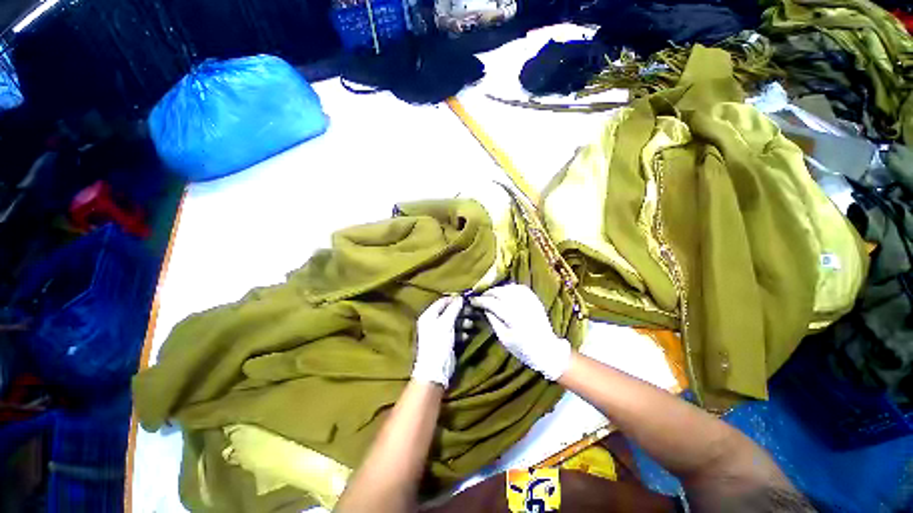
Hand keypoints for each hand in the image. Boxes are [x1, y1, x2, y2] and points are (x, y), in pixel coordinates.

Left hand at [412, 296, 462, 386]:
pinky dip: (461, 333)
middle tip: (472, 311)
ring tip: (471, 324)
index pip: (442, 302)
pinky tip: (467, 336)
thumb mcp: (446, 323)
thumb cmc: (439, 343)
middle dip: (461, 311)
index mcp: (429, 315)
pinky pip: (454, 333)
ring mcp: (438, 332)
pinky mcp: (444, 342)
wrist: (435, 370)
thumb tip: (460, 298)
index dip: (454, 299)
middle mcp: (432, 322)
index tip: (466, 299)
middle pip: (448, 311)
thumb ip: (453, 309)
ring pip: (453, 322)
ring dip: (463, 322)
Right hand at [470, 284, 570, 380]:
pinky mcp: (535, 300)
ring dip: (499, 289)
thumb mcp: (504, 339)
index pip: (492, 303)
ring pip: (510, 288)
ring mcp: (530, 301)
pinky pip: (521, 288)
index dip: (481, 300)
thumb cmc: (523, 349)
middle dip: (488, 292)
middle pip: (501, 292)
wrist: (547, 350)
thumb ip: (494, 321)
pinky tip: (506, 291)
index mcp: (512, 317)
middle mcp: (521, 306)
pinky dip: (511, 287)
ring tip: (492, 294)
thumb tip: (485, 309)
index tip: (472, 300)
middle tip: (481, 297)